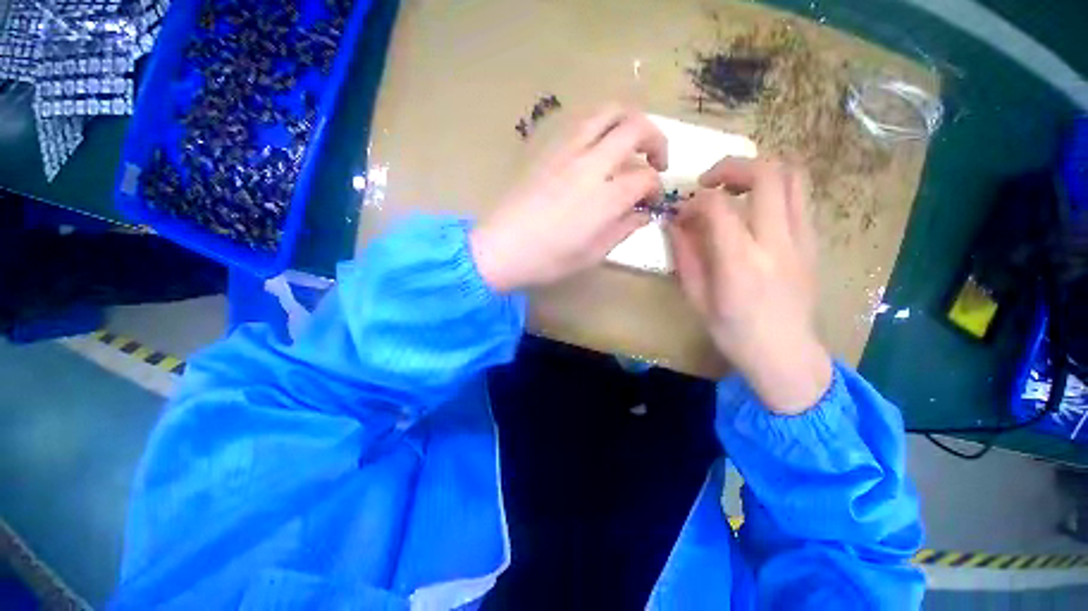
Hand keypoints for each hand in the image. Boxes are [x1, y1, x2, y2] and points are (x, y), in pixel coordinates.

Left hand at [470, 105, 666, 291]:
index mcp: (605, 197)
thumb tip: (643, 214)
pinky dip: (601, 125)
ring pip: (608, 111)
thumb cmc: (546, 259)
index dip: (656, 189)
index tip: (651, 202)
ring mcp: (566, 151)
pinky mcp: (547, 148)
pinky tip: (598, 148)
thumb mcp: (591, 255)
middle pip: (636, 127)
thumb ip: (622, 230)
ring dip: (629, 121)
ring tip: (631, 144)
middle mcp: (590, 164)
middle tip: (656, 161)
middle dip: (656, 139)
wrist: (500, 247)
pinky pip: (582, 122)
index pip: (646, 178)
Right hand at [668, 158, 831, 414]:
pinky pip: (800, 197)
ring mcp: (802, 239)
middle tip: (709, 182)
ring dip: (759, 171)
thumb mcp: (696, 298)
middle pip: (767, 174)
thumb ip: (685, 256)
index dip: (694, 201)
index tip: (681, 213)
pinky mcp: (813, 242)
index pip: (718, 206)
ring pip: (793, 176)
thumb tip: (675, 224)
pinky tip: (755, 209)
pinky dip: (775, 189)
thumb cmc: (733, 332)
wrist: (784, 353)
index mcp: (740, 262)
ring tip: (735, 187)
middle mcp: (776, 242)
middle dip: (732, 166)